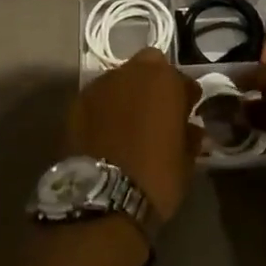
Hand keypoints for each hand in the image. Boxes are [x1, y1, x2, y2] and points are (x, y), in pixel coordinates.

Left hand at [63, 48, 201, 221]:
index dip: (186, 97)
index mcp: (164, 81)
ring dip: (128, 94)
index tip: (187, 113)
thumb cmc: (156, 177)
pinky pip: (99, 98)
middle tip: (158, 111)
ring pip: (120, 80)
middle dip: (155, 84)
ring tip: (129, 121)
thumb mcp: (185, 161)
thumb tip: (189, 128)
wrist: (102, 197)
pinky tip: (107, 130)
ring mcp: (100, 85)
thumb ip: (188, 136)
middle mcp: (131, 73)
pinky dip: (105, 108)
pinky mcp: (76, 102)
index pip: (182, 80)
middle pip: (148, 67)